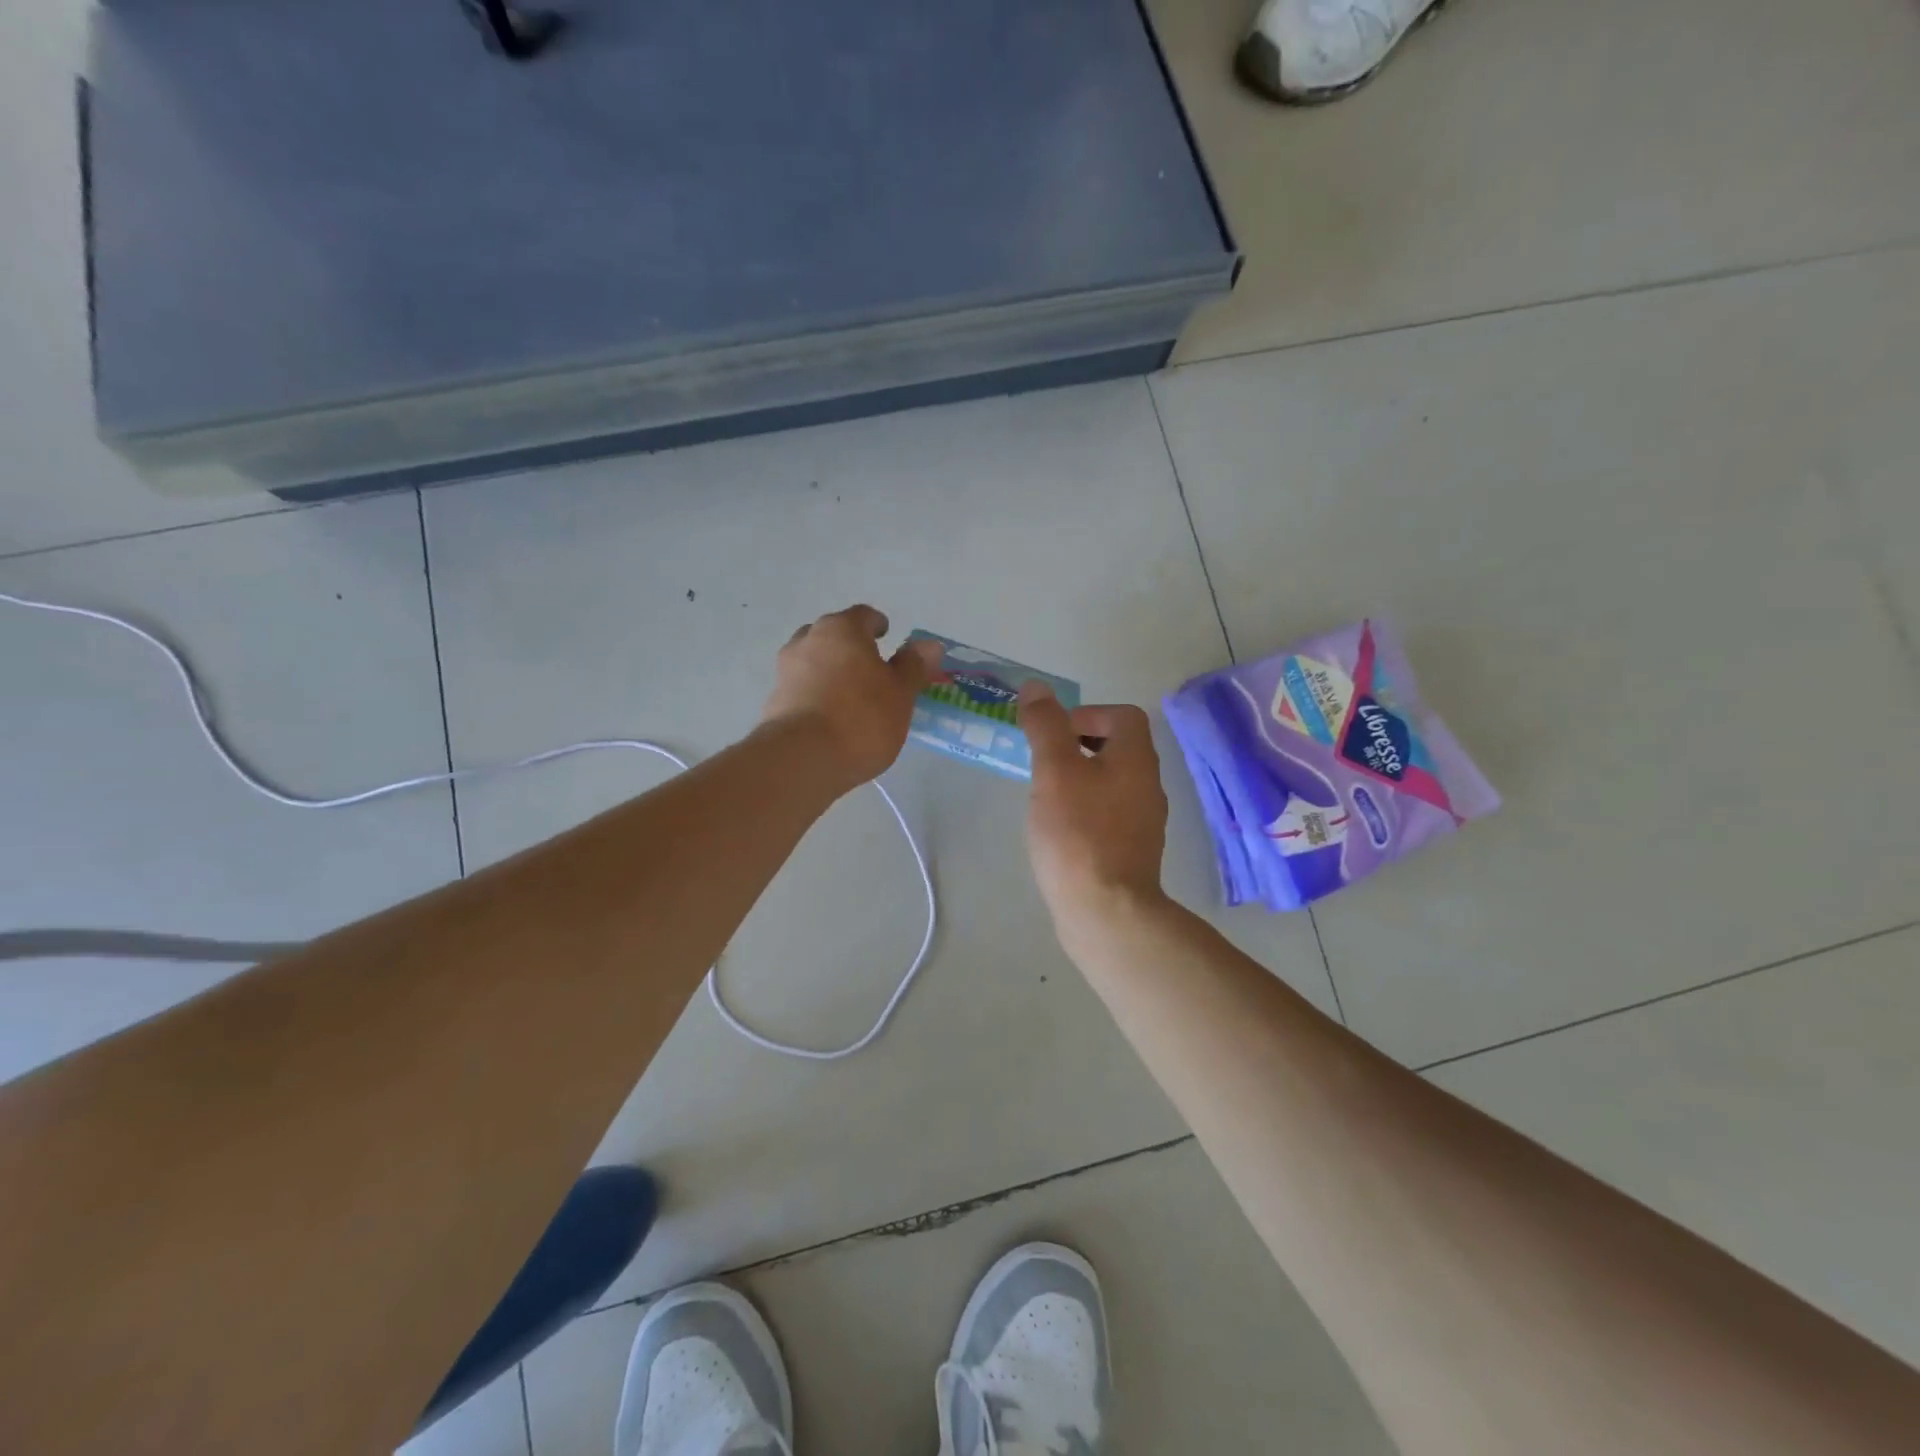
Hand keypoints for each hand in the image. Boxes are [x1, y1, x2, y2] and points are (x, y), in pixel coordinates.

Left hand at [760, 605, 941, 787]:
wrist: (803, 758)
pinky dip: (815, 694)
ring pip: (813, 660)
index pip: (863, 615)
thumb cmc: (862, 717)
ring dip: (830, 670)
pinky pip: (801, 687)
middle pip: (833, 634)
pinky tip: (829, 717)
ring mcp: (786, 669)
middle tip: (871, 669)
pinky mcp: (774, 700)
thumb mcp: (901, 693)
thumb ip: (914, 666)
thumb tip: (929, 645)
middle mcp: (809, 640)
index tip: (887, 638)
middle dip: (851, 647)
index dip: (878, 625)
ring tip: (850, 695)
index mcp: (843, 629)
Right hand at [1019, 683, 1169, 929]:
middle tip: (1045, 763)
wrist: (1106, 912)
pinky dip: (1085, 809)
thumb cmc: (1078, 834)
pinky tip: (1060, 830)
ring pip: (1112, 782)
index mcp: (1136, 759)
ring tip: (1046, 795)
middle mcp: (1148, 785)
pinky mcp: (1131, 851)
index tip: (1054, 734)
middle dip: (1079, 745)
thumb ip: (1045, 726)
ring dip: (1080, 778)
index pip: (1123, 715)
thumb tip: (1036, 688)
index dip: (1088, 714)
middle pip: (1119, 747)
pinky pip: (1109, 813)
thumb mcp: (1054, 771)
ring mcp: (1143, 821)